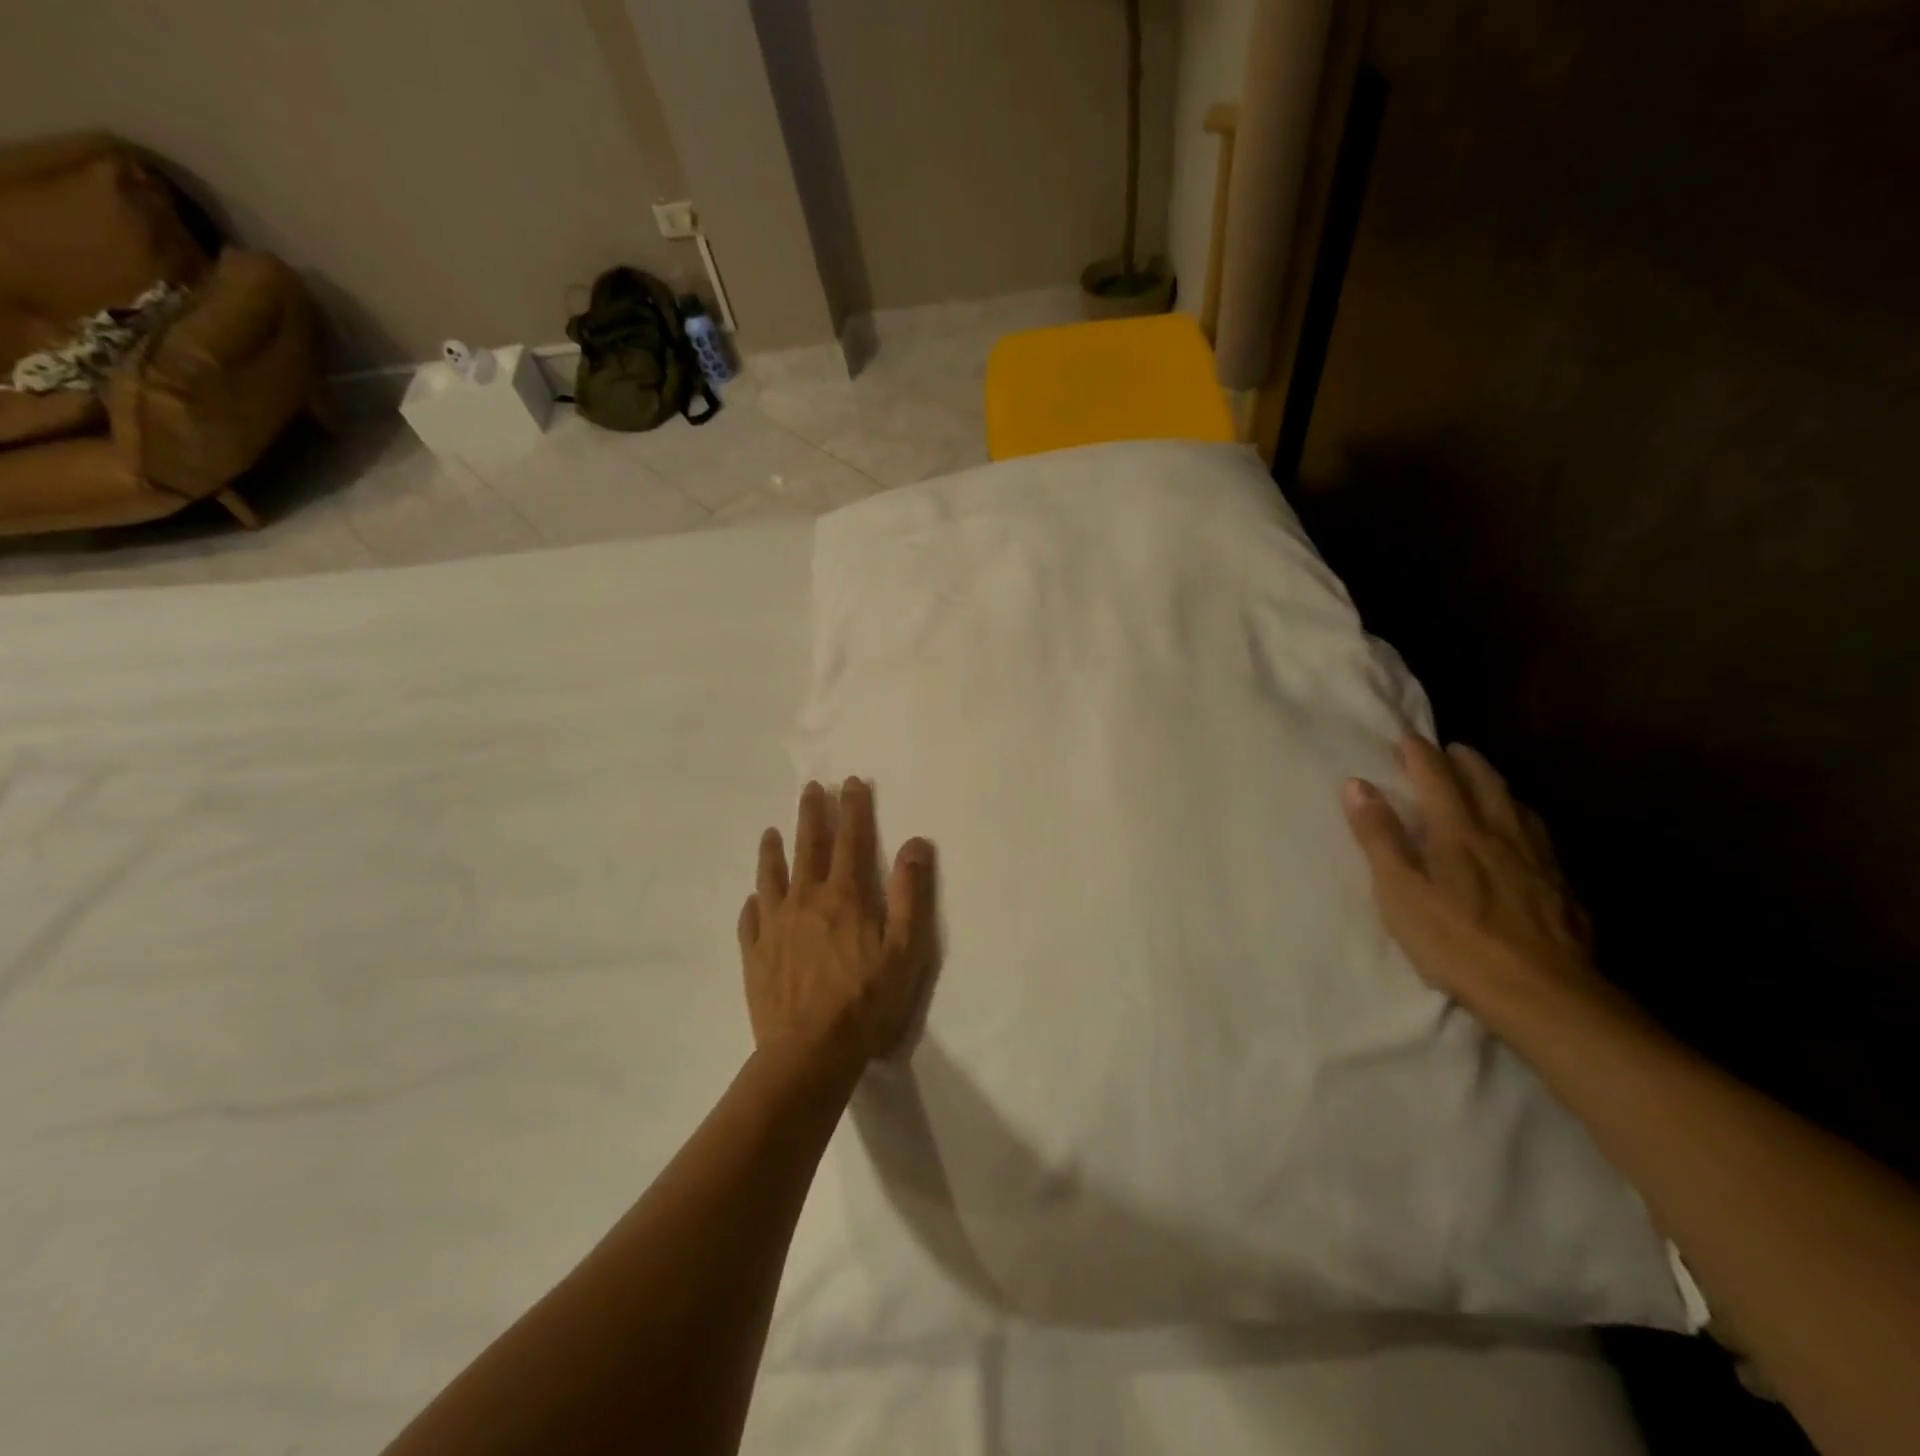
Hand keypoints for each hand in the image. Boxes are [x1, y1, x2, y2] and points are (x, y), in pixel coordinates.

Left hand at [738, 778, 936, 1070]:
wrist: (809, 1052)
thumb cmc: (866, 1001)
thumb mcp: (904, 949)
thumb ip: (909, 894)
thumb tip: (915, 844)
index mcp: (844, 896)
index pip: (851, 840)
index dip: (852, 809)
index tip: (850, 782)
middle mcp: (805, 900)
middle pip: (808, 847)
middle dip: (812, 815)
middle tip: (811, 788)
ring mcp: (774, 926)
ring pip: (772, 876)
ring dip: (773, 850)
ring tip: (771, 831)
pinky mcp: (755, 954)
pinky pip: (750, 919)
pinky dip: (753, 903)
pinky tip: (752, 899)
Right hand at [1342, 736, 1600, 1015]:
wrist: (1543, 994)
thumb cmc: (1455, 941)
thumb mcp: (1400, 890)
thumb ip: (1379, 836)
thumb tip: (1356, 784)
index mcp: (1458, 833)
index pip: (1436, 778)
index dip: (1419, 754)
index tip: (1406, 737)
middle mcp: (1501, 836)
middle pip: (1485, 784)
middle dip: (1465, 761)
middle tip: (1451, 749)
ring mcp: (1538, 863)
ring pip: (1519, 808)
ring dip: (1498, 786)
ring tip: (1487, 782)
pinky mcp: (1562, 891)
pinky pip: (1542, 839)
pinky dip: (1526, 821)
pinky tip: (1526, 837)